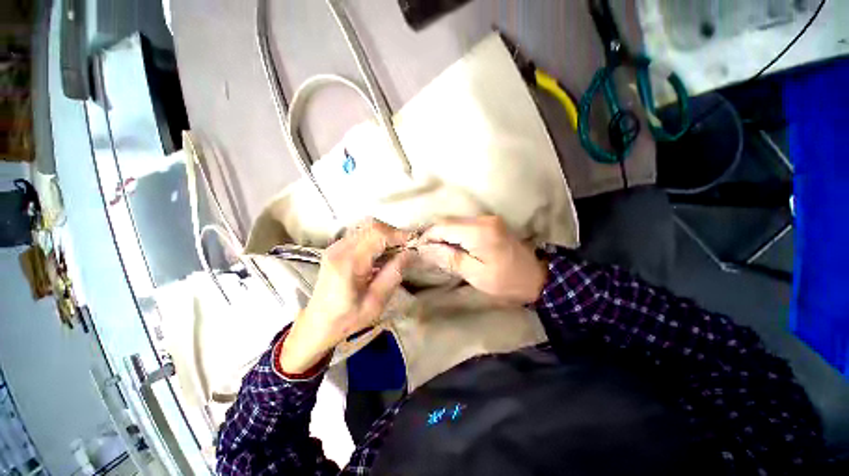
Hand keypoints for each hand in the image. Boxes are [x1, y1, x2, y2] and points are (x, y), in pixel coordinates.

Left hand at [280, 220, 409, 373]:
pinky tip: (382, 253)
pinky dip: (376, 238)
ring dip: (385, 234)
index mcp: (349, 263)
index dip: (398, 234)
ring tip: (396, 250)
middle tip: (406, 247)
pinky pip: (360, 234)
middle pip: (371, 225)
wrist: (318, 325)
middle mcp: (339, 248)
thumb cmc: (348, 318)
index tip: (413, 244)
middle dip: (393, 233)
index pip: (377, 234)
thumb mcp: (376, 302)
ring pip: (366, 227)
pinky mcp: (335, 248)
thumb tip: (410, 253)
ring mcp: (335, 246)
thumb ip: (394, 274)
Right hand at [420, 216, 547, 304]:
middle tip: (426, 253)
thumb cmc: (506, 281)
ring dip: (444, 235)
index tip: (418, 250)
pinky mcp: (491, 223)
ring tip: (437, 251)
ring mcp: (488, 219)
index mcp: (479, 232)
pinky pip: (465, 225)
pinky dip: (454, 234)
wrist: (538, 277)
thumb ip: (449, 259)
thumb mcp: (475, 275)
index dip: (427, 237)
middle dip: (434, 236)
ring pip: (456, 222)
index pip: (443, 227)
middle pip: (448, 222)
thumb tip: (425, 249)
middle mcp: (483, 219)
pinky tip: (452, 247)